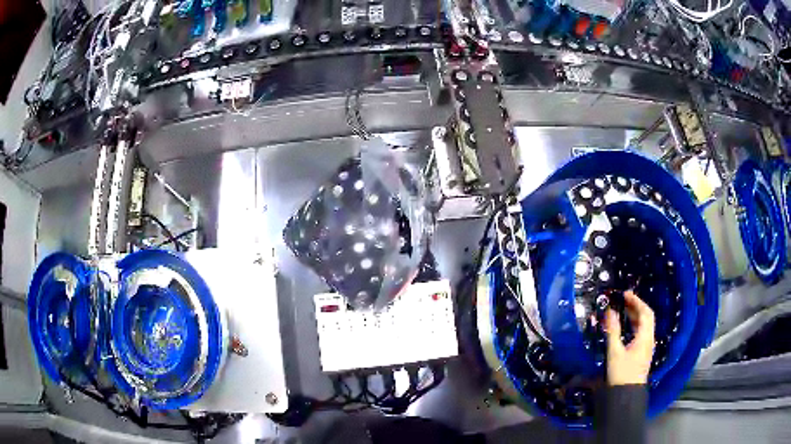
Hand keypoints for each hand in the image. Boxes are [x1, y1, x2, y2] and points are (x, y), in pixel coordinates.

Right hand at [605, 290, 654, 385]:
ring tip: (624, 309)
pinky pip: (642, 332)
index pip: (645, 312)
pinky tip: (627, 326)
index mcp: (645, 337)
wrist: (626, 394)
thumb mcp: (614, 352)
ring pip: (645, 325)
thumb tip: (610, 311)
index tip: (625, 294)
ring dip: (636, 315)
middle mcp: (649, 339)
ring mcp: (647, 346)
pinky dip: (635, 324)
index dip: (636, 301)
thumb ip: (613, 331)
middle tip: (624, 300)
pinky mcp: (643, 352)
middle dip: (636, 306)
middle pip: (647, 317)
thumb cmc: (621, 373)